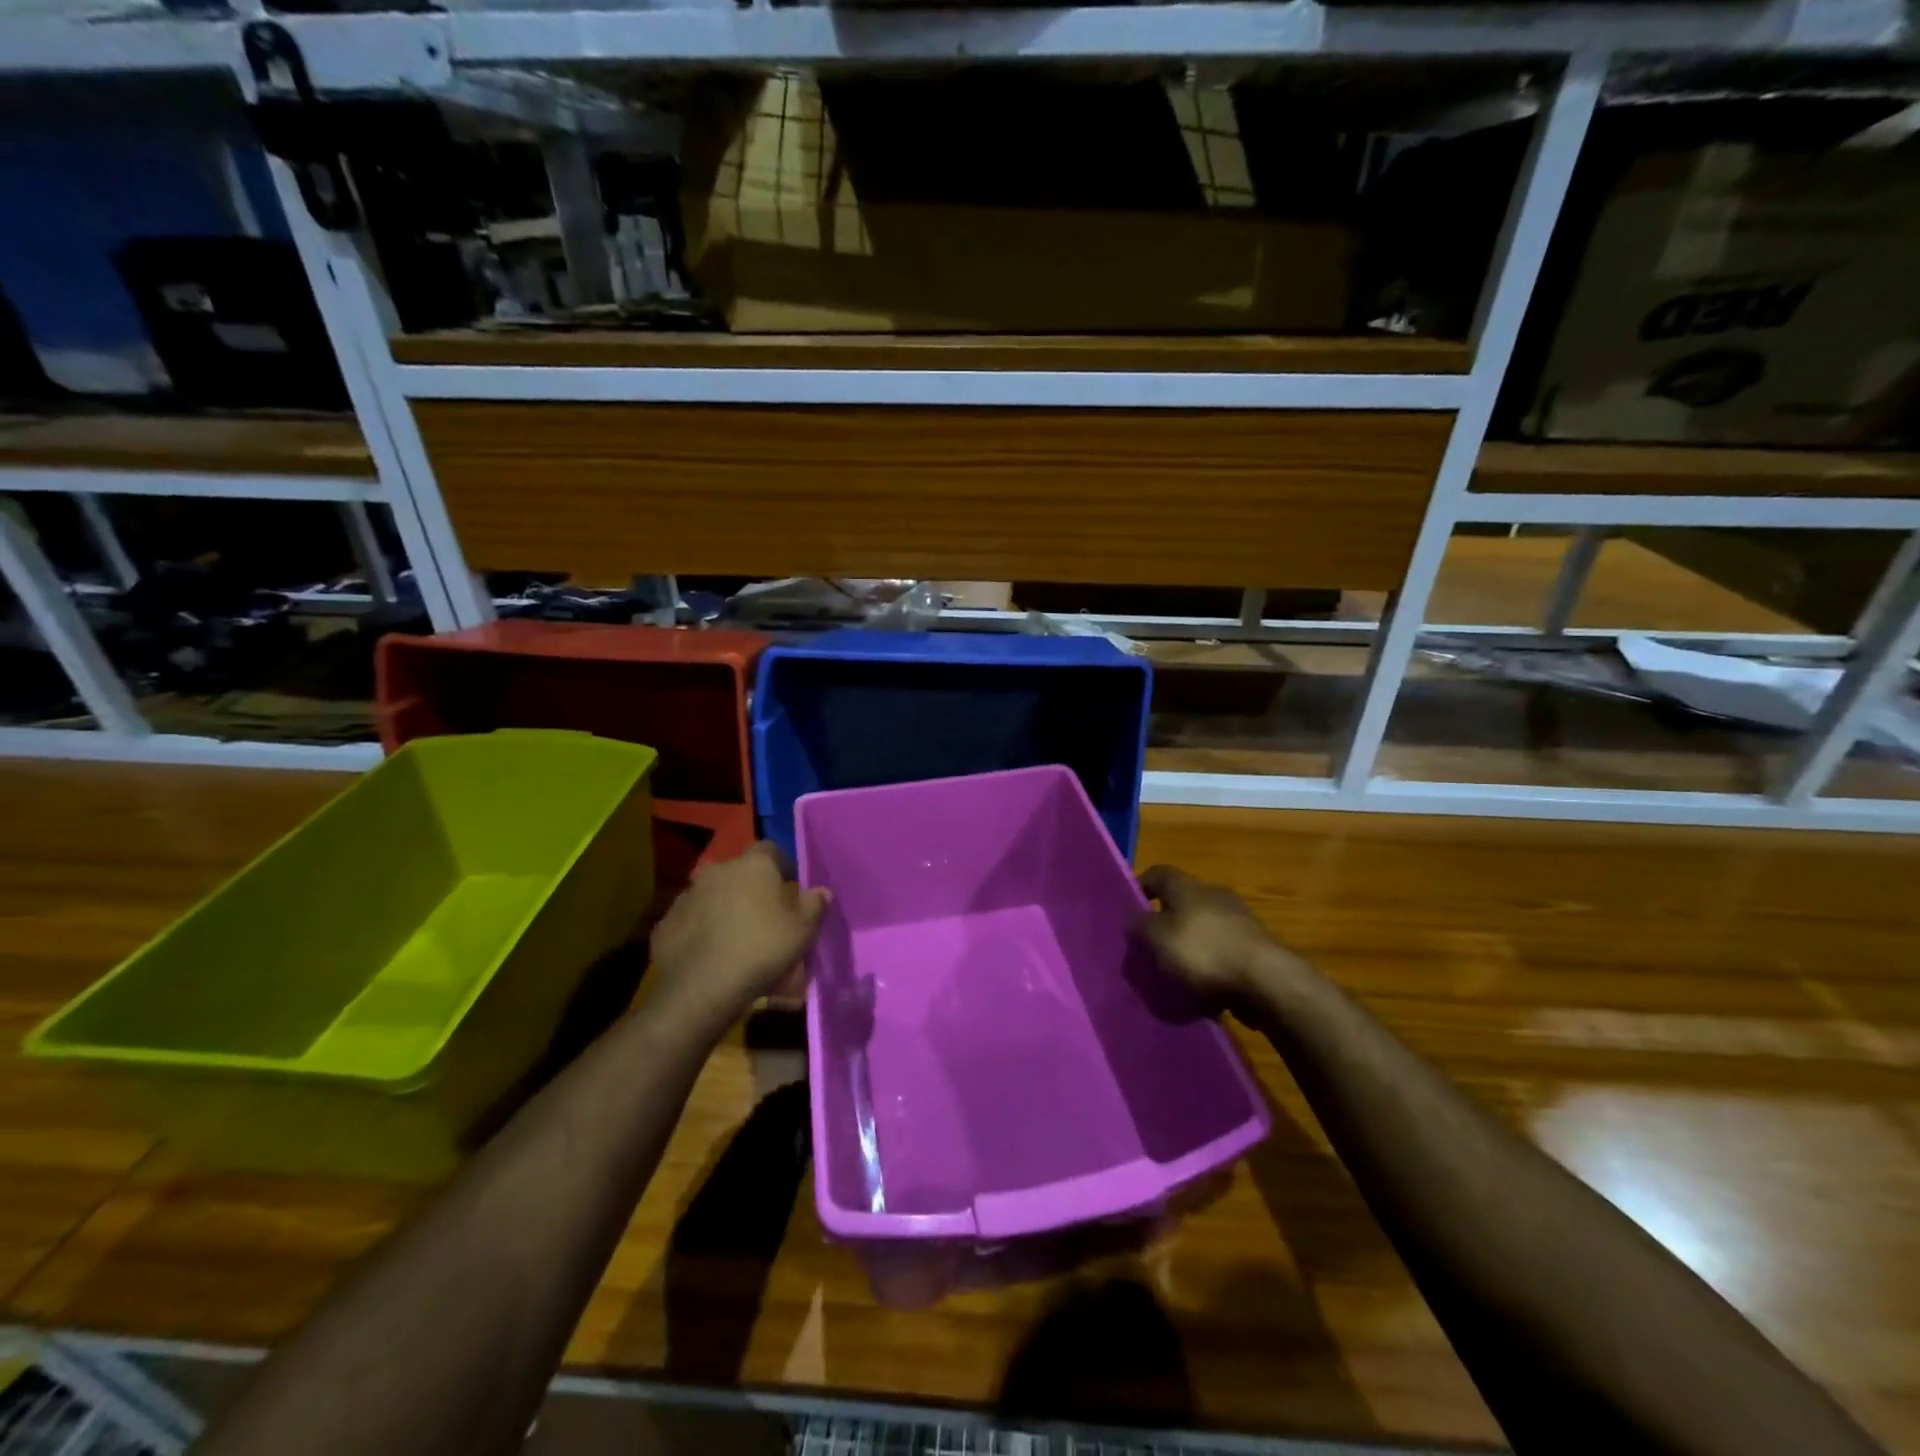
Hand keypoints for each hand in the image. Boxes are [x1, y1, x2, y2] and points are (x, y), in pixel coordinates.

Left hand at [650, 843, 829, 1024]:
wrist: (702, 988)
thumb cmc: (763, 949)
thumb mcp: (803, 930)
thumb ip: (815, 905)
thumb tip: (821, 891)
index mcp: (753, 865)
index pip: (771, 850)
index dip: (782, 868)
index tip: (790, 891)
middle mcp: (717, 871)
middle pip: (739, 873)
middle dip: (751, 889)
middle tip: (764, 918)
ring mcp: (686, 896)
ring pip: (713, 896)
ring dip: (724, 909)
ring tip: (736, 940)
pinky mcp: (665, 923)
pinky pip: (691, 921)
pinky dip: (701, 931)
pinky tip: (711, 955)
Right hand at [1136, 865, 1303, 1005]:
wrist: (1266, 982)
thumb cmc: (1203, 952)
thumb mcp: (1156, 938)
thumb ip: (1139, 926)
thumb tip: (1135, 920)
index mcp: (1187, 886)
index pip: (1157, 872)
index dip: (1140, 886)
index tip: (1128, 909)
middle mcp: (1214, 895)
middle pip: (1181, 901)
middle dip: (1165, 922)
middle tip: (1148, 947)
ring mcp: (1239, 921)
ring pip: (1203, 929)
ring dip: (1189, 946)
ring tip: (1174, 974)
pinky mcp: (1255, 948)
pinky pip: (1222, 952)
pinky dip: (1211, 966)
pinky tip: (1202, 989)